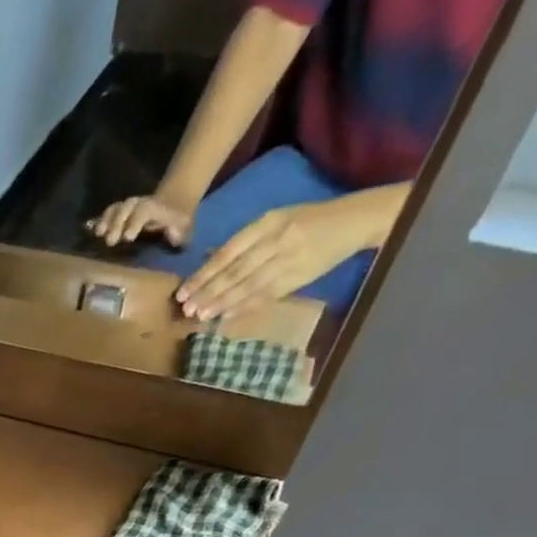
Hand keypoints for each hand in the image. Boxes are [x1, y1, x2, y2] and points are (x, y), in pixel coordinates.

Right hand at [87, 192, 195, 249]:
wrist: (175, 203)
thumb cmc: (179, 222)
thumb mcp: (186, 227)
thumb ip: (180, 232)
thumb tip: (173, 235)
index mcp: (156, 207)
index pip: (144, 210)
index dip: (135, 221)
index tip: (127, 238)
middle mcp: (141, 203)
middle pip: (127, 207)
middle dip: (117, 222)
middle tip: (110, 241)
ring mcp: (130, 207)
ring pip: (117, 208)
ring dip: (106, 221)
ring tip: (98, 235)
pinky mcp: (121, 212)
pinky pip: (110, 213)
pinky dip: (101, 221)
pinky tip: (94, 232)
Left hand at [177, 198, 364, 319]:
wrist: (354, 220)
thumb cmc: (308, 219)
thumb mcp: (275, 219)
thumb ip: (243, 241)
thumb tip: (207, 261)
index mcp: (268, 222)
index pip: (228, 252)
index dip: (203, 274)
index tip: (183, 291)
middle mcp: (276, 240)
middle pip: (235, 271)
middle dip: (208, 292)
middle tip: (186, 309)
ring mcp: (288, 260)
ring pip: (248, 286)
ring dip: (222, 303)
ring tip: (200, 316)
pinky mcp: (299, 278)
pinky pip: (266, 296)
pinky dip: (244, 307)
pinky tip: (226, 316)